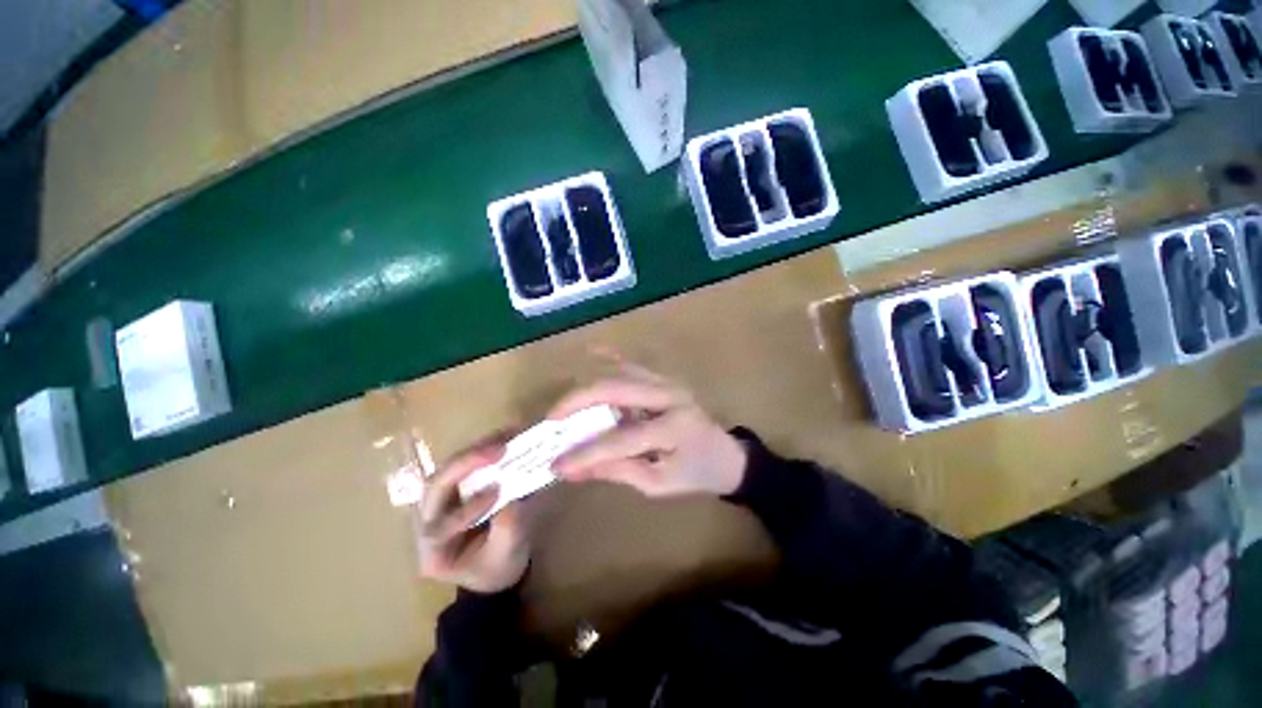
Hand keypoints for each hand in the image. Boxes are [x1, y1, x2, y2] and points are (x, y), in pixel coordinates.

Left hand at [416, 440, 533, 593]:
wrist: (496, 565)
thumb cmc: (498, 568)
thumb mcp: (506, 556)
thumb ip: (508, 529)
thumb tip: (514, 496)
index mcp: (433, 551)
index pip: (439, 527)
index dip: (467, 509)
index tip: (498, 493)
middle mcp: (428, 522)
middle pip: (436, 487)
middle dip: (465, 465)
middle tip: (498, 450)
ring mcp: (440, 501)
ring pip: (448, 470)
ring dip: (475, 452)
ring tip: (503, 440)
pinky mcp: (457, 486)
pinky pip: (464, 463)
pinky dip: (484, 448)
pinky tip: (504, 438)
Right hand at [549, 362, 746, 497]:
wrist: (725, 454)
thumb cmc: (695, 473)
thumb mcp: (659, 484)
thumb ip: (618, 471)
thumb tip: (574, 469)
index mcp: (673, 428)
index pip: (619, 440)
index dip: (584, 453)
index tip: (555, 465)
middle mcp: (669, 396)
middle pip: (615, 390)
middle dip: (577, 402)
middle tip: (552, 420)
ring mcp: (667, 382)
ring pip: (619, 373)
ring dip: (589, 388)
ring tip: (565, 407)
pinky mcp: (664, 379)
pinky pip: (633, 364)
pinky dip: (611, 357)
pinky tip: (593, 351)